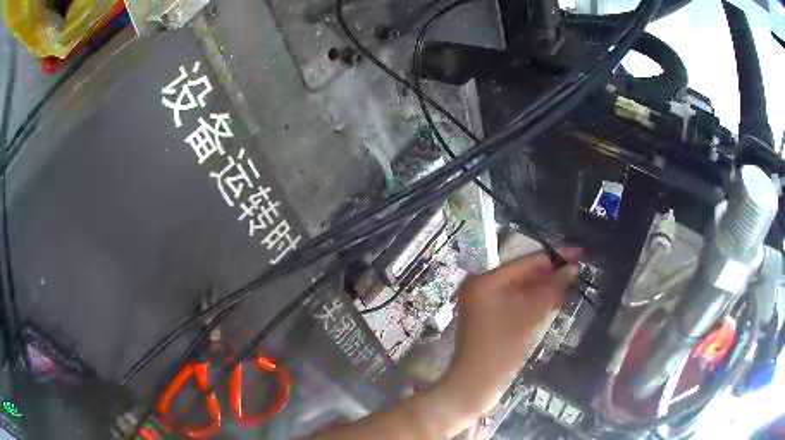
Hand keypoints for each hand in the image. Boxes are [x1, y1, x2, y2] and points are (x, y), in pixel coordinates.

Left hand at [441, 248, 581, 416]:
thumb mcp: (532, 313)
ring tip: (571, 283)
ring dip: (545, 288)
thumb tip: (572, 268)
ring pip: (520, 289)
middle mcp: (481, 286)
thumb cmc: (503, 346)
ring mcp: (483, 303)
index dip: (555, 256)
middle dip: (551, 273)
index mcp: (486, 279)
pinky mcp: (488, 318)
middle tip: (579, 269)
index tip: (580, 252)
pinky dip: (533, 301)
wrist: (476, 384)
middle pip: (523, 274)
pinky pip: (515, 303)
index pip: (526, 261)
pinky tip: (554, 299)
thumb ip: (553, 287)